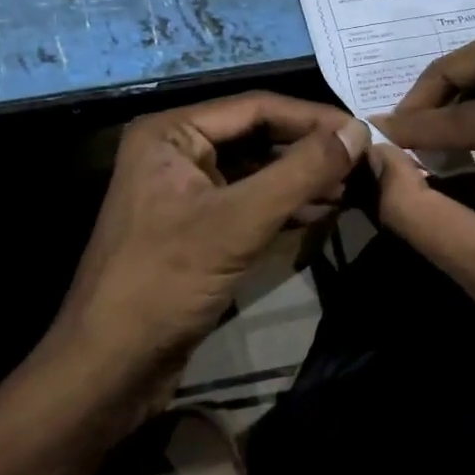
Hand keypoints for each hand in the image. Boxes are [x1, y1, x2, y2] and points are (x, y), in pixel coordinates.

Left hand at [57, 93, 369, 383]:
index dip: (313, 118)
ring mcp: (185, 189)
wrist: (110, 366)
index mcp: (171, 132)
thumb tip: (358, 132)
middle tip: (364, 162)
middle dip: (309, 150)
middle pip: (257, 136)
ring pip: (256, 170)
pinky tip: (323, 210)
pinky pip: (248, 201)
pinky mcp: (196, 225)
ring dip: (302, 178)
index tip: (364, 133)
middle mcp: (176, 150)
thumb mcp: (238, 222)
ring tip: (353, 186)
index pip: (255, 108)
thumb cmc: (165, 282)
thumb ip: (300, 173)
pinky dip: (285, 204)